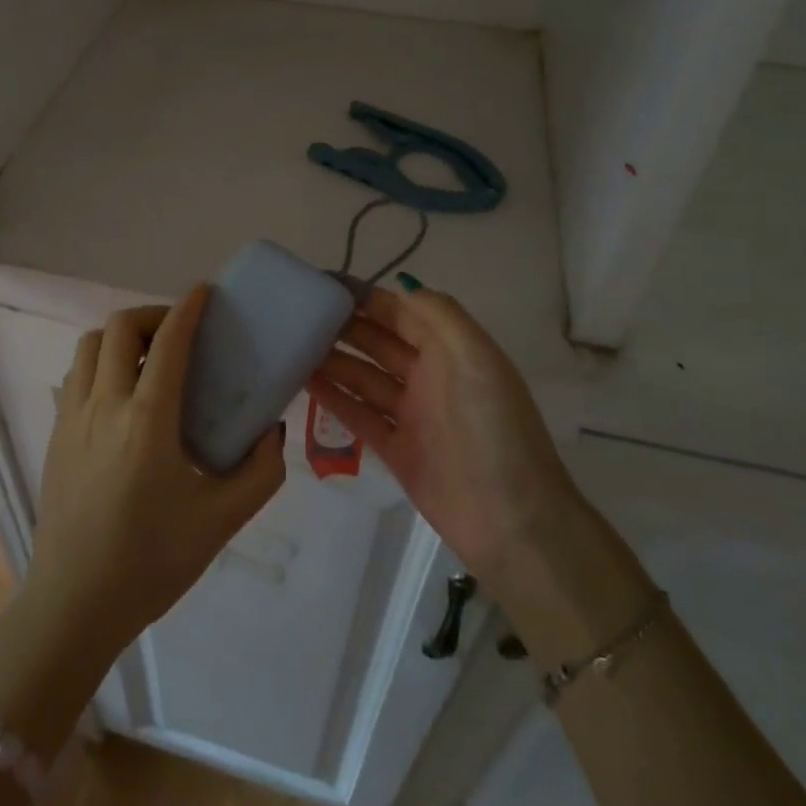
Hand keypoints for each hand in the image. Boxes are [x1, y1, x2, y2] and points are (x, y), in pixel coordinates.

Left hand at [24, 285, 285, 662]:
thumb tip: (271, 428)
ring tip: (148, 358)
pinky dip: (100, 363)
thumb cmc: (152, 562)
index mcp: (147, 420)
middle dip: (153, 315)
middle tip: (179, 333)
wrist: (74, 605)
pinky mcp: (55, 435)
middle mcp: (104, 405)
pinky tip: (121, 395)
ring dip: (121, 336)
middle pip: (120, 327)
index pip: (167, 341)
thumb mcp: (222, 521)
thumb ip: (261, 471)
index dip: (188, 308)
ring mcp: (72, 418)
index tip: (204, 291)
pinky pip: (76, 376)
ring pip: (90, 345)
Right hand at [307, 283, 576, 581]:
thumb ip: (439, 314)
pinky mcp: (398, 450)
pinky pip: (360, 415)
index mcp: (451, 349)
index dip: (366, 296)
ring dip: (333, 359)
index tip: (324, 284)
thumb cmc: (494, 428)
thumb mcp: (475, 357)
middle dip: (344, 325)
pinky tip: (305, 382)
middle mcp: (430, 375)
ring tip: (292, 344)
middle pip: (379, 341)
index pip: (401, 312)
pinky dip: (335, 398)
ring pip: (364, 377)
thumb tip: (400, 285)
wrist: (513, 521)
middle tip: (298, 313)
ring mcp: (413, 414)